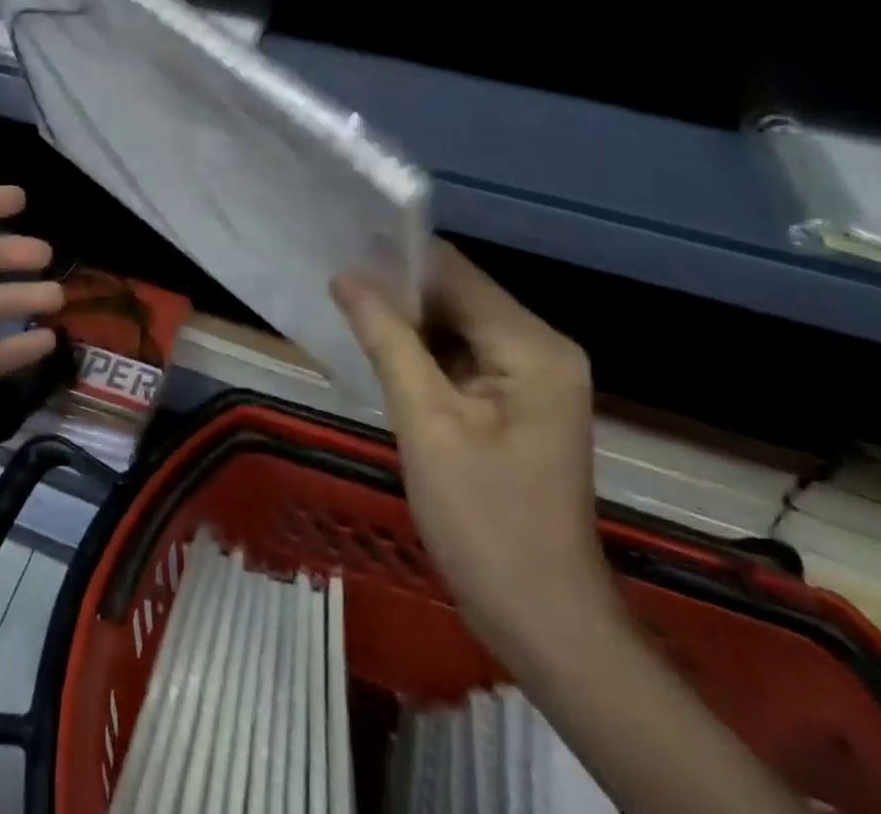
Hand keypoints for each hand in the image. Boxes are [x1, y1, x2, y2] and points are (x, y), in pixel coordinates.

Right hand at [331, 241, 614, 663]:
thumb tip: (346, 276)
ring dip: (408, 324)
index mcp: (531, 346)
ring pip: (457, 324)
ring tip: (348, 316)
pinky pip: (464, 355)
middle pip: (458, 294)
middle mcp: (542, 347)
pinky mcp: (522, 401)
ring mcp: (536, 376)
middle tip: (335, 291)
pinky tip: (384, 356)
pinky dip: (425, 353)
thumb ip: (387, 339)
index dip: (396, 261)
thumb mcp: (426, 423)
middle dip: (398, 293)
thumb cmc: (484, 524)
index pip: (455, 272)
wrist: (545, 623)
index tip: (340, 257)